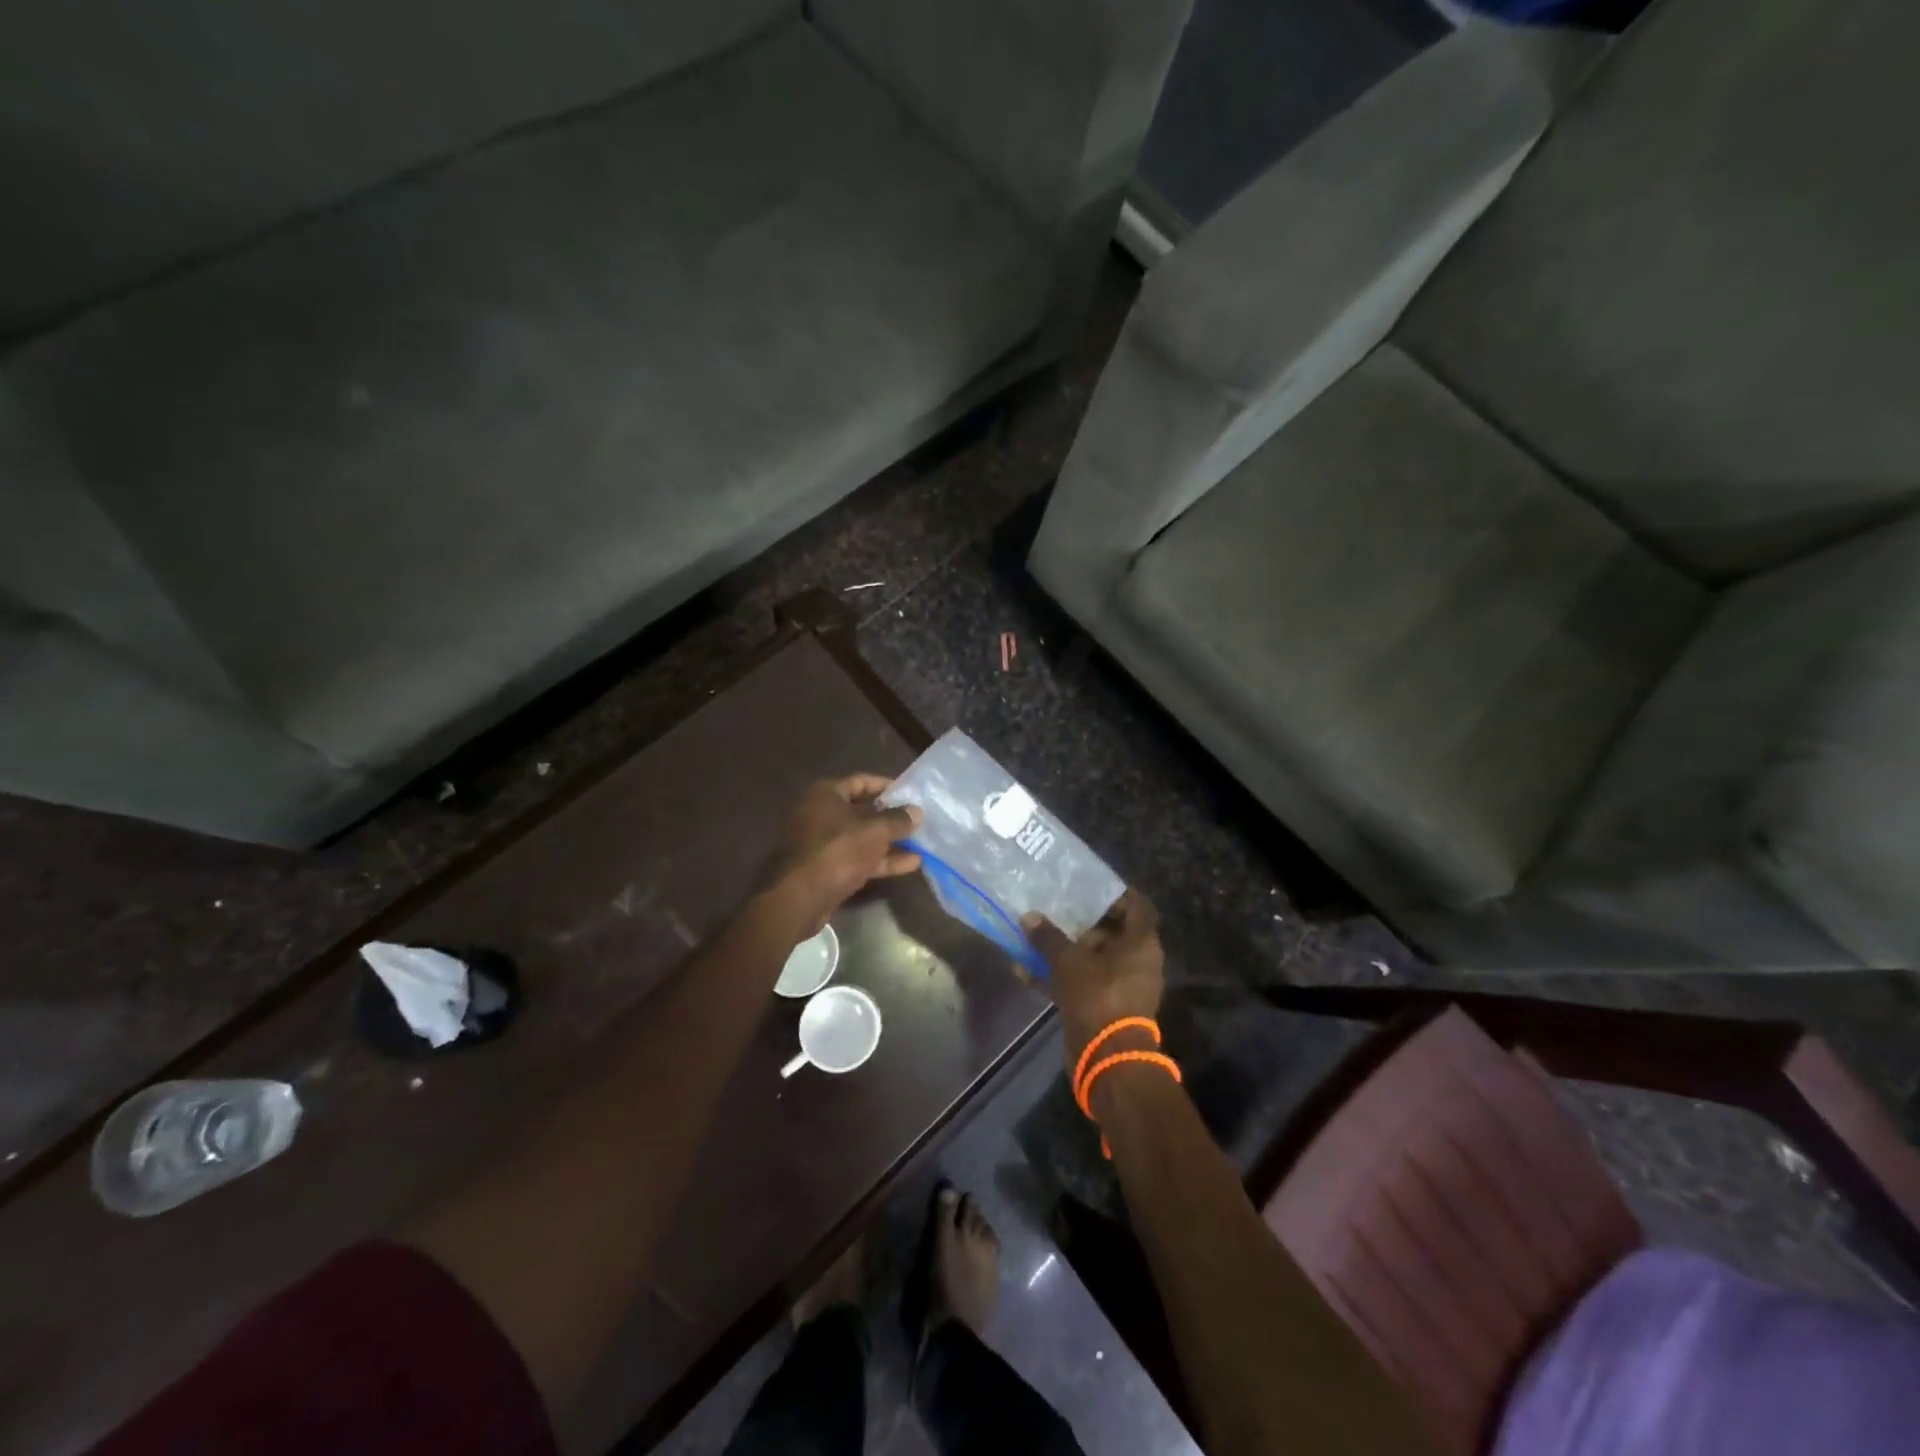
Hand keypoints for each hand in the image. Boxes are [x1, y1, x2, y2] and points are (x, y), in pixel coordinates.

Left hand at [764, 774, 922, 932]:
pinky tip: (910, 865)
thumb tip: (917, 811)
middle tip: (918, 821)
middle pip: (862, 810)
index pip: (861, 781)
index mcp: (826, 794)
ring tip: (921, 845)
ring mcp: (821, 843)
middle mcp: (820, 813)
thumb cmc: (837, 851)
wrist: (799, 898)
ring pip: (861, 837)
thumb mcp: (874, 831)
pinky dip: (880, 860)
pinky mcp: (826, 868)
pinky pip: (857, 858)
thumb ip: (898, 820)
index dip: (887, 786)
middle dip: (891, 818)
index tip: (910, 794)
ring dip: (889, 842)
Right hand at [1022, 890, 1164, 1065]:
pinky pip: (1082, 982)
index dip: (1114, 893)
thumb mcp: (1068, 961)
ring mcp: (1123, 986)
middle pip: (1112, 932)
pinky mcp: (1106, 1006)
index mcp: (1141, 944)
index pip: (1136, 906)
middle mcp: (1138, 961)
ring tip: (1036, 936)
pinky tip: (1026, 971)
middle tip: (1057, 908)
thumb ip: (1048, 937)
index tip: (1089, 885)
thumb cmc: (1097, 996)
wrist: (1107, 1057)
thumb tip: (1029, 916)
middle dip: (1083, 922)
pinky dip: (1060, 976)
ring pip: (1094, 959)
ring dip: (1066, 950)